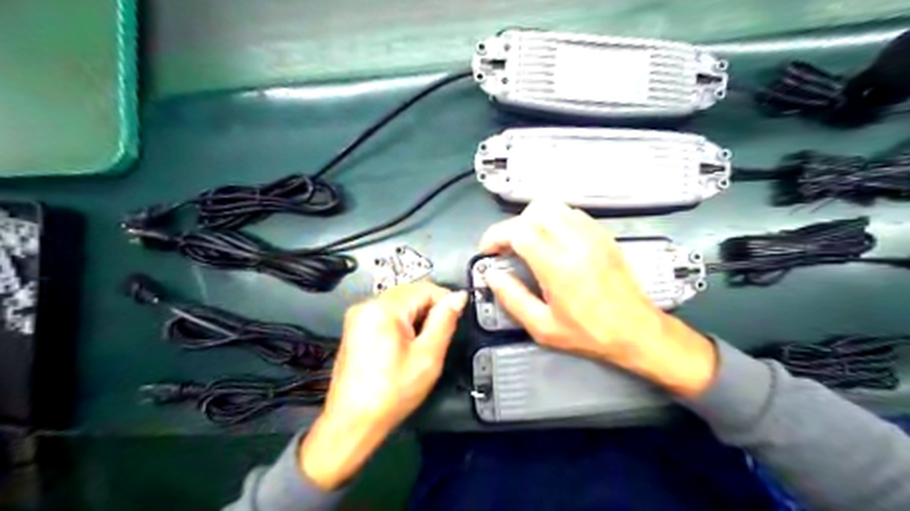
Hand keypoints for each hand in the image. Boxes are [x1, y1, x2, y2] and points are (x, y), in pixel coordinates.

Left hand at [302, 281, 463, 489]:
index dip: (445, 301)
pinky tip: (405, 345)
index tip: (455, 321)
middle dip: (430, 308)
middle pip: (410, 292)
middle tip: (438, 337)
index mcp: (383, 308)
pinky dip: (402, 322)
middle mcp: (367, 305)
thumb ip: (445, 321)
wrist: (353, 422)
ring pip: (399, 302)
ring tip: (422, 344)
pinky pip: (386, 313)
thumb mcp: (428, 357)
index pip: (425, 288)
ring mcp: (358, 316)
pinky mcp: (355, 327)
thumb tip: (458, 297)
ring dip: (417, 315)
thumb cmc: (393, 392)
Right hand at [480, 202, 713, 395]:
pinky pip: (571, 213)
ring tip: (528, 242)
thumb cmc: (588, 333)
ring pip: (553, 206)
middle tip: (507, 248)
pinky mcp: (603, 233)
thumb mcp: (543, 327)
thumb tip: (492, 275)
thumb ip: (512, 298)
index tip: (488, 251)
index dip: (496, 236)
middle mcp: (575, 241)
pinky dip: (554, 220)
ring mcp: (592, 233)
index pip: (518, 230)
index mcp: (557, 265)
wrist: (636, 330)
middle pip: (533, 211)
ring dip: (533, 220)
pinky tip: (552, 240)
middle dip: (513, 226)